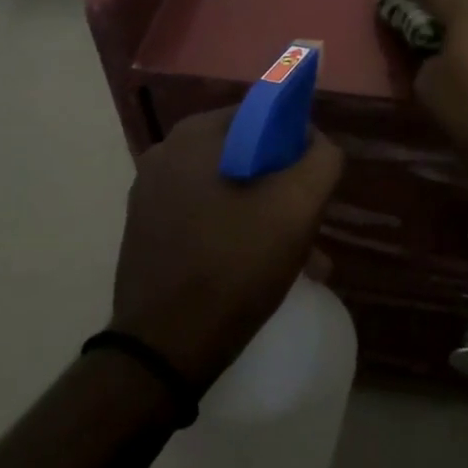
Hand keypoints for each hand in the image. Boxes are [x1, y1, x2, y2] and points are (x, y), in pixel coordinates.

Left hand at [111, 109, 343, 388]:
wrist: (163, 351)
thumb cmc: (233, 267)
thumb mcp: (297, 206)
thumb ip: (320, 160)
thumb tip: (316, 143)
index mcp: (194, 135)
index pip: (263, 115)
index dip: (297, 144)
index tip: (313, 184)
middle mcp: (165, 154)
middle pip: (246, 155)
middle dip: (283, 188)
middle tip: (309, 228)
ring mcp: (150, 195)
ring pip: (228, 190)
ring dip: (264, 216)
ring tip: (297, 260)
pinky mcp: (146, 232)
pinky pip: (204, 216)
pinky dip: (234, 232)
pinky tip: (258, 269)